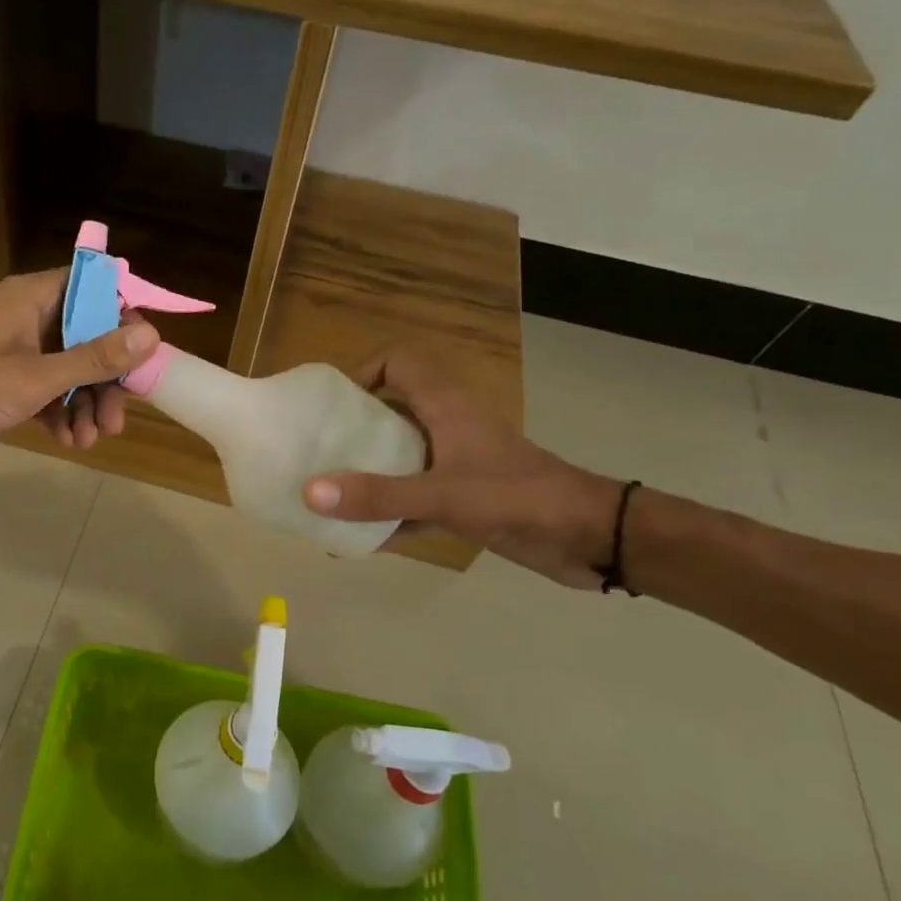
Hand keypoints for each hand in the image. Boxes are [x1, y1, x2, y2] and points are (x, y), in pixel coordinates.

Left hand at [0, 269, 158, 466]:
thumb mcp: (38, 377)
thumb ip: (95, 358)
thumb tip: (151, 335)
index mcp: (33, 298)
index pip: (94, 288)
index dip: (124, 317)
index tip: (145, 356)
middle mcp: (27, 317)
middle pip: (87, 336)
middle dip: (106, 380)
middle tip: (117, 419)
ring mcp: (15, 351)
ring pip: (69, 370)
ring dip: (86, 405)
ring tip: (90, 440)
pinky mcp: (4, 383)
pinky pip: (47, 391)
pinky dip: (61, 413)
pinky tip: (68, 442)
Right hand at [301, 345, 621, 587]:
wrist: (591, 538)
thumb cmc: (519, 498)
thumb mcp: (443, 495)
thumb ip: (378, 496)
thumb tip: (309, 492)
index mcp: (446, 406)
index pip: (399, 361)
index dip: (364, 371)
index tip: (334, 407)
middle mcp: (448, 427)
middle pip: (392, 410)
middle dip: (354, 429)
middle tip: (319, 451)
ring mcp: (457, 463)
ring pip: (402, 456)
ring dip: (369, 473)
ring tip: (329, 493)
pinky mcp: (466, 498)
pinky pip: (415, 498)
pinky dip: (390, 513)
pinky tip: (361, 538)